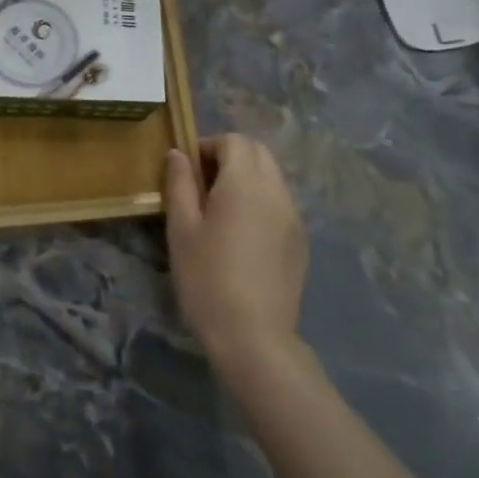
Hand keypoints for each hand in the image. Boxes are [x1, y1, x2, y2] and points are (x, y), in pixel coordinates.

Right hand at [164, 135, 308, 374]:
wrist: (253, 336)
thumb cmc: (206, 278)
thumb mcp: (181, 229)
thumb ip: (180, 184)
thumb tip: (178, 154)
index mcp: (245, 183)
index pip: (234, 141)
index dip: (208, 146)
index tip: (187, 170)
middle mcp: (276, 191)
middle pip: (258, 153)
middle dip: (230, 156)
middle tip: (202, 184)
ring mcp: (293, 216)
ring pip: (272, 177)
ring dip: (247, 178)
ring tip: (220, 210)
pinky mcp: (300, 241)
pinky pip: (280, 203)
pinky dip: (261, 201)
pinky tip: (242, 234)